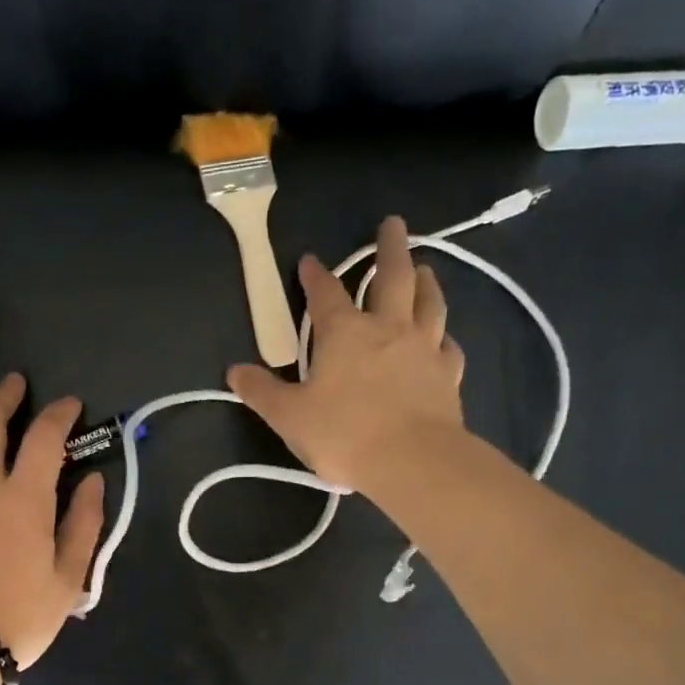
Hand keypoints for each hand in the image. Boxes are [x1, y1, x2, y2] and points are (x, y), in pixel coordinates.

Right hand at [226, 215, 466, 490]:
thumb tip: (234, 372)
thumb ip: (262, 392)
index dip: (315, 275)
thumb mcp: (289, 416)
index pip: (326, 293)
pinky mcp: (448, 375)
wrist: (412, 461)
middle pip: (393, 277)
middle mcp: (388, 328)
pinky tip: (444, 338)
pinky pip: (449, 346)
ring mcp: (424, 349)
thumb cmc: (345, 435)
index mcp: (345, 333)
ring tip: (425, 267)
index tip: (310, 261)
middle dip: (389, 248)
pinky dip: (445, 336)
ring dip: (426, 281)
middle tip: (393, 224)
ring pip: (429, 303)